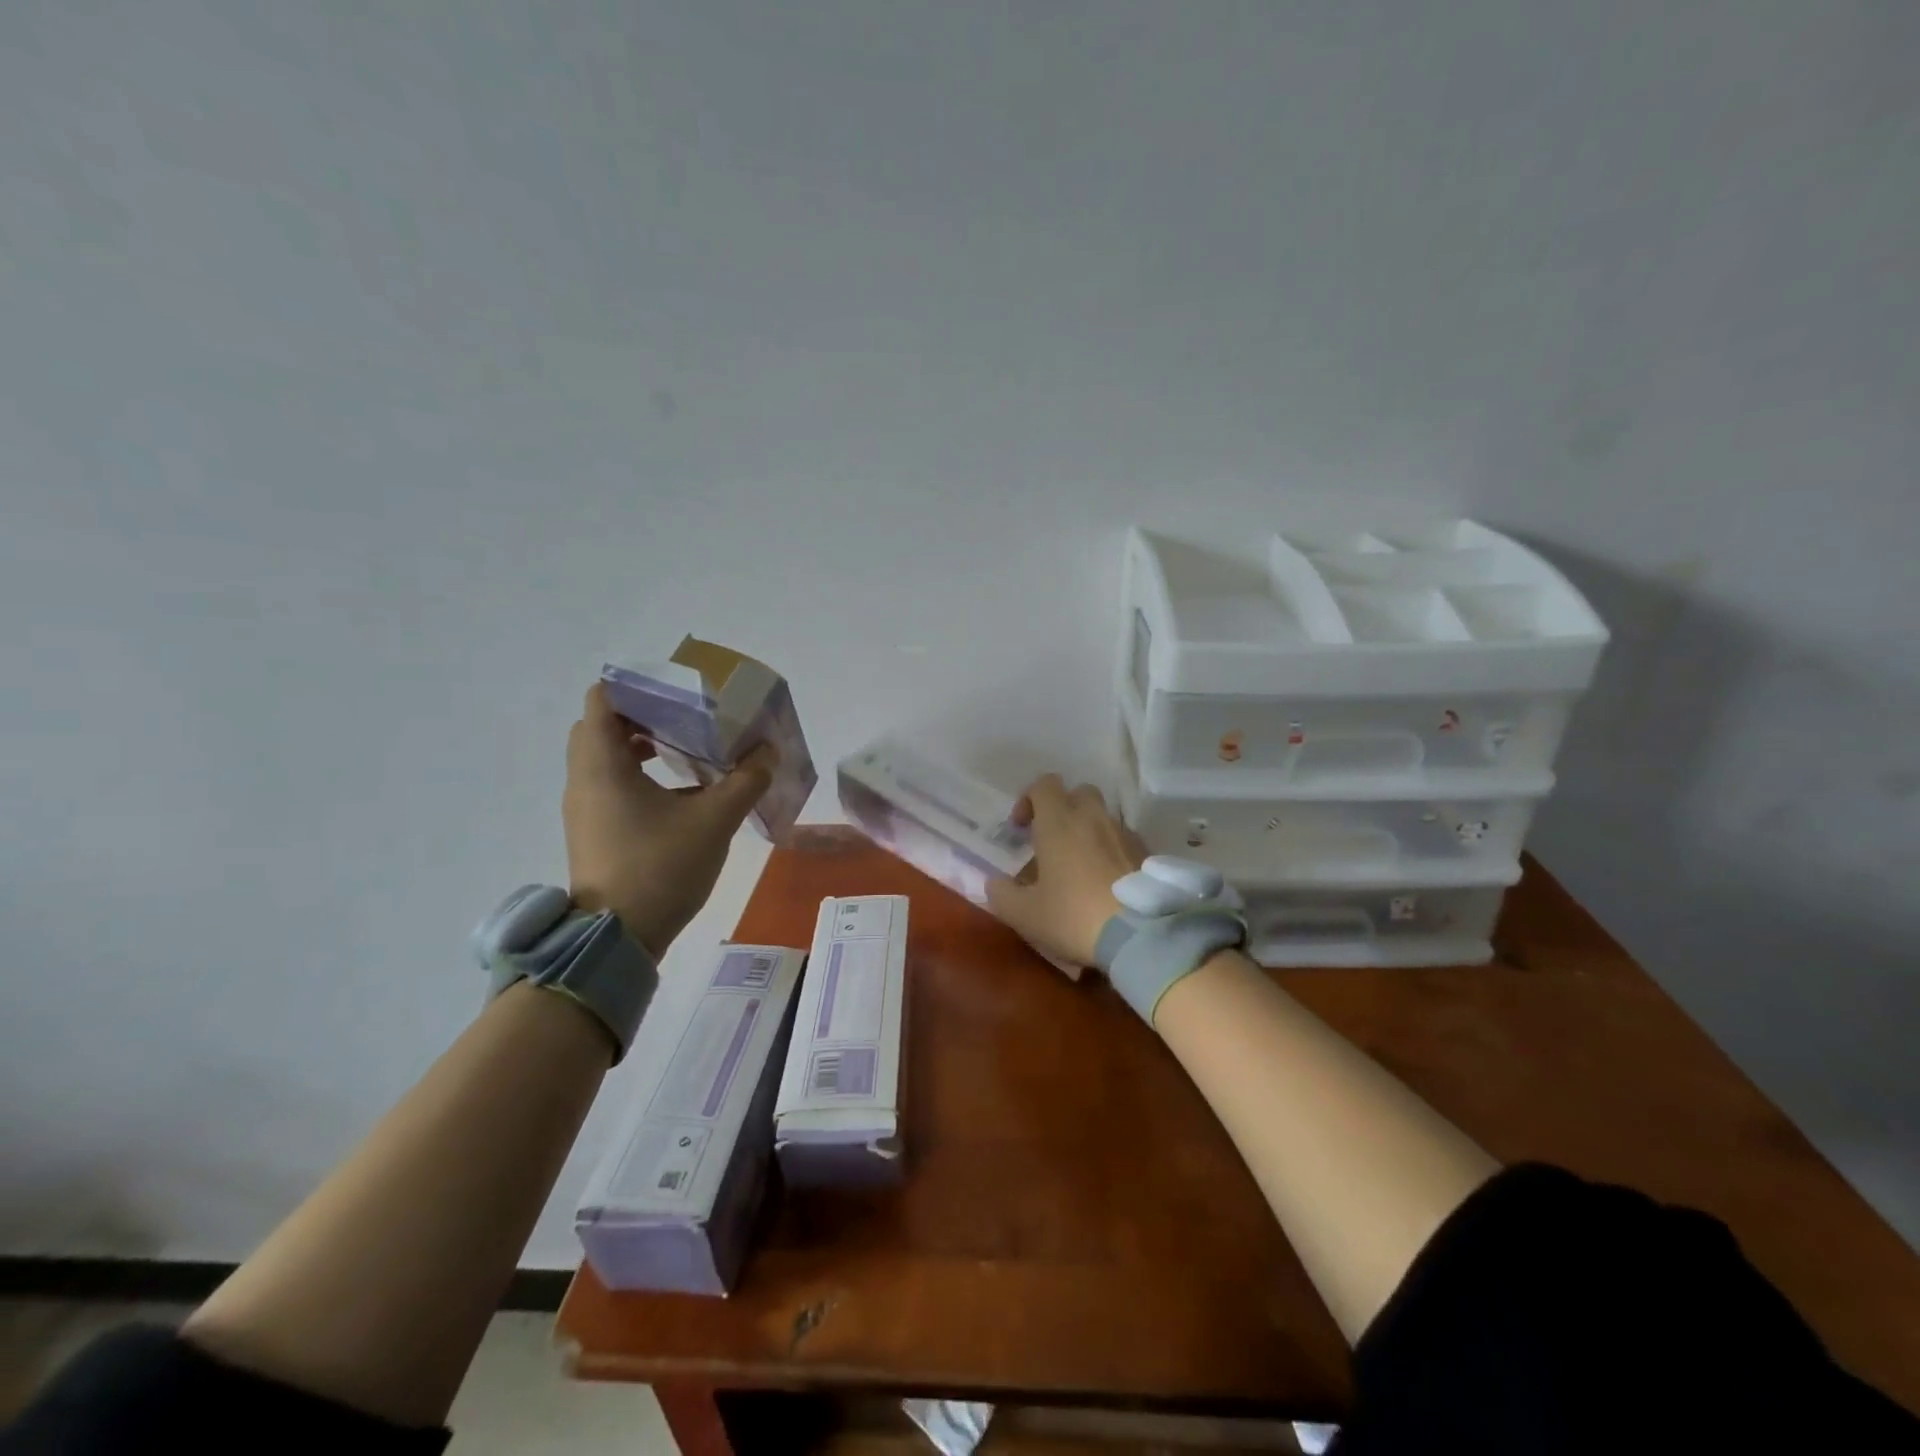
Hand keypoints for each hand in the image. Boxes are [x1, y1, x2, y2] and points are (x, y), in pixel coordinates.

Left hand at [562, 684, 775, 958]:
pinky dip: (639, 774)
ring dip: (641, 745)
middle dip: (643, 714)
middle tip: (686, 716)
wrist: (619, 938)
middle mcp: (584, 779)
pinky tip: (681, 791)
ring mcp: (585, 807)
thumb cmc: (661, 867)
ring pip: (605, 757)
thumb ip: (746, 780)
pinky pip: (610, 784)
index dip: (637, 685)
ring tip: (687, 748)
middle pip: (602, 726)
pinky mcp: (593, 830)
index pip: (603, 699)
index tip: (676, 690)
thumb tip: (768, 751)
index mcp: (603, 764)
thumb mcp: (714, 820)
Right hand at [986, 774, 1147, 967]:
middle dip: (1063, 809)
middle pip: (1079, 792)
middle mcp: (1093, 818)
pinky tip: (1107, 882)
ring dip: (1089, 831)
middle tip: (1053, 841)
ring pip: (1103, 817)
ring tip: (1080, 866)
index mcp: (1058, 822)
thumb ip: (1001, 894)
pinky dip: (1112, 851)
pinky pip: (1124, 840)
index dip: (1028, 799)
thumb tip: (995, 883)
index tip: (1021, 829)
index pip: (1044, 784)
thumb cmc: (1073, 916)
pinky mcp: (1147, 853)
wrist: (1141, 934)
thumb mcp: (1024, 914)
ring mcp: (1124, 833)